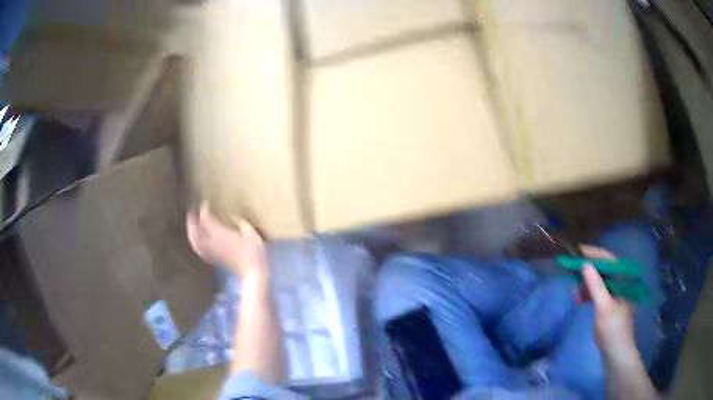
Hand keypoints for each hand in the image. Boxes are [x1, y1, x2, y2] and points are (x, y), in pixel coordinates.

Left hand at [186, 204, 266, 278]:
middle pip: (196, 232)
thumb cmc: (254, 254)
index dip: (204, 210)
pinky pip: (201, 251)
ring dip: (191, 233)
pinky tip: (197, 242)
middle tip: (191, 213)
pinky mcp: (215, 259)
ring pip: (196, 242)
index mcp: (221, 235)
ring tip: (191, 225)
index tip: (205, 203)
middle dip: (192, 222)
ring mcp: (213, 252)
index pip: (206, 220)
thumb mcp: (252, 235)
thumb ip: (242, 224)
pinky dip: (196, 245)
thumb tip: (235, 217)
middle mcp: (213, 243)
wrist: (252, 275)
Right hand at [580, 245, 637, 363]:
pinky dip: (587, 295)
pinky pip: (596, 293)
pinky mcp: (608, 304)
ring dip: (585, 286)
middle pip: (603, 270)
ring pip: (598, 282)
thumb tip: (585, 265)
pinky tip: (578, 300)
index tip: (579, 251)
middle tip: (572, 274)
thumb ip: (596, 286)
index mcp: (624, 280)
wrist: (615, 351)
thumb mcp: (604, 306)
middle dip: (587, 272)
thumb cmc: (613, 328)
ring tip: (574, 294)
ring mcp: (614, 294)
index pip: (609, 260)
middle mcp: (620, 282)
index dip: (594, 254)